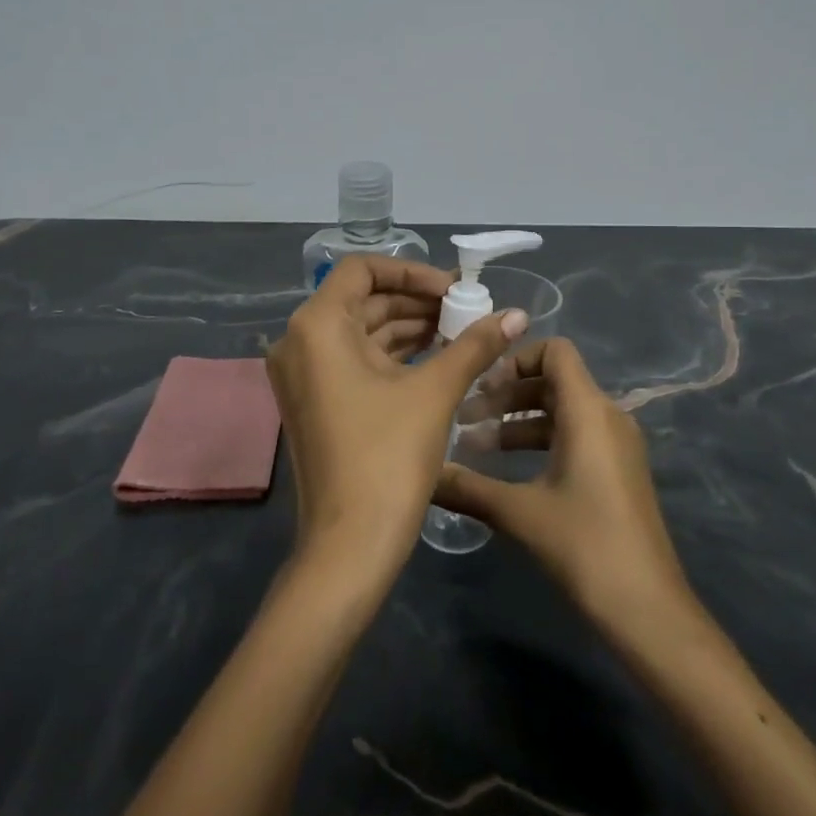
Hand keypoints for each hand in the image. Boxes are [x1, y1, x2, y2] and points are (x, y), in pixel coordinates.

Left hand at [267, 255, 527, 579]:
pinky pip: (355, 360)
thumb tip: (517, 313)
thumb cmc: (388, 457)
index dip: (411, 272)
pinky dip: (393, 355)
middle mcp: (299, 342)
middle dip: (417, 302)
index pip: (363, 270)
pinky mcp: (314, 401)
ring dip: (409, 329)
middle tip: (466, 311)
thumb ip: (475, 345)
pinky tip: (437, 359)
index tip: (452, 289)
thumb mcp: (435, 392)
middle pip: (363, 300)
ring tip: (460, 333)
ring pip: (361, 332)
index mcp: (317, 326)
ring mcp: (303, 374)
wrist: (349, 546)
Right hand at [433, 338, 690, 625]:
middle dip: (507, 395)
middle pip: (553, 381)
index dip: (516, 359)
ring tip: (475, 446)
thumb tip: (424, 472)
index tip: (481, 387)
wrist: (647, 607)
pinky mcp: (617, 470)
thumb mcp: (520, 512)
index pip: (555, 351)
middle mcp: (607, 416)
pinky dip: (541, 441)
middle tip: (465, 419)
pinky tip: (508, 471)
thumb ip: (468, 487)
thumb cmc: (585, 545)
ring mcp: (616, 444)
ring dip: (519, 421)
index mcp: (588, 410)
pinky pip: (576, 435)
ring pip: (562, 411)